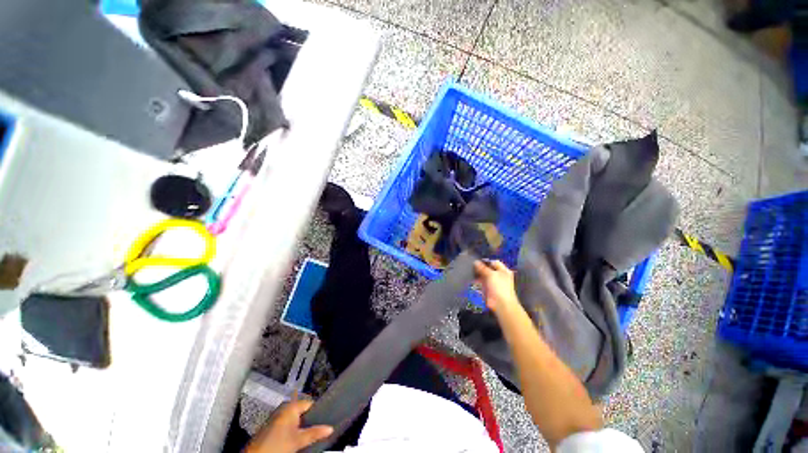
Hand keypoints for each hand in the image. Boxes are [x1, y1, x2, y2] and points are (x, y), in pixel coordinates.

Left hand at [246, 396, 332, 452]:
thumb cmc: (277, 445)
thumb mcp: (298, 440)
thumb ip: (314, 433)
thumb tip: (330, 428)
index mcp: (291, 406)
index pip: (310, 403)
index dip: (318, 412)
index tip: (324, 420)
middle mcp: (283, 408)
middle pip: (302, 411)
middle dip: (309, 420)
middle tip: (317, 429)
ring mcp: (276, 416)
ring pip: (295, 418)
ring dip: (301, 426)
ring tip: (308, 435)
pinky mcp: (271, 426)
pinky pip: (287, 423)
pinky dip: (293, 429)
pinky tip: (296, 438)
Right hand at [474, 260, 518, 313]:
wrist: (501, 304)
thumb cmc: (499, 287)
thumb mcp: (491, 275)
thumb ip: (483, 268)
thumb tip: (476, 262)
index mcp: (503, 271)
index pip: (494, 262)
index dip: (486, 261)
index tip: (477, 261)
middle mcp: (499, 276)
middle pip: (488, 269)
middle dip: (481, 269)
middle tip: (472, 267)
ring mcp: (493, 283)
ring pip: (484, 276)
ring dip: (478, 276)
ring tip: (471, 273)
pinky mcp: (488, 289)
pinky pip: (482, 284)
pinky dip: (477, 282)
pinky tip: (472, 281)